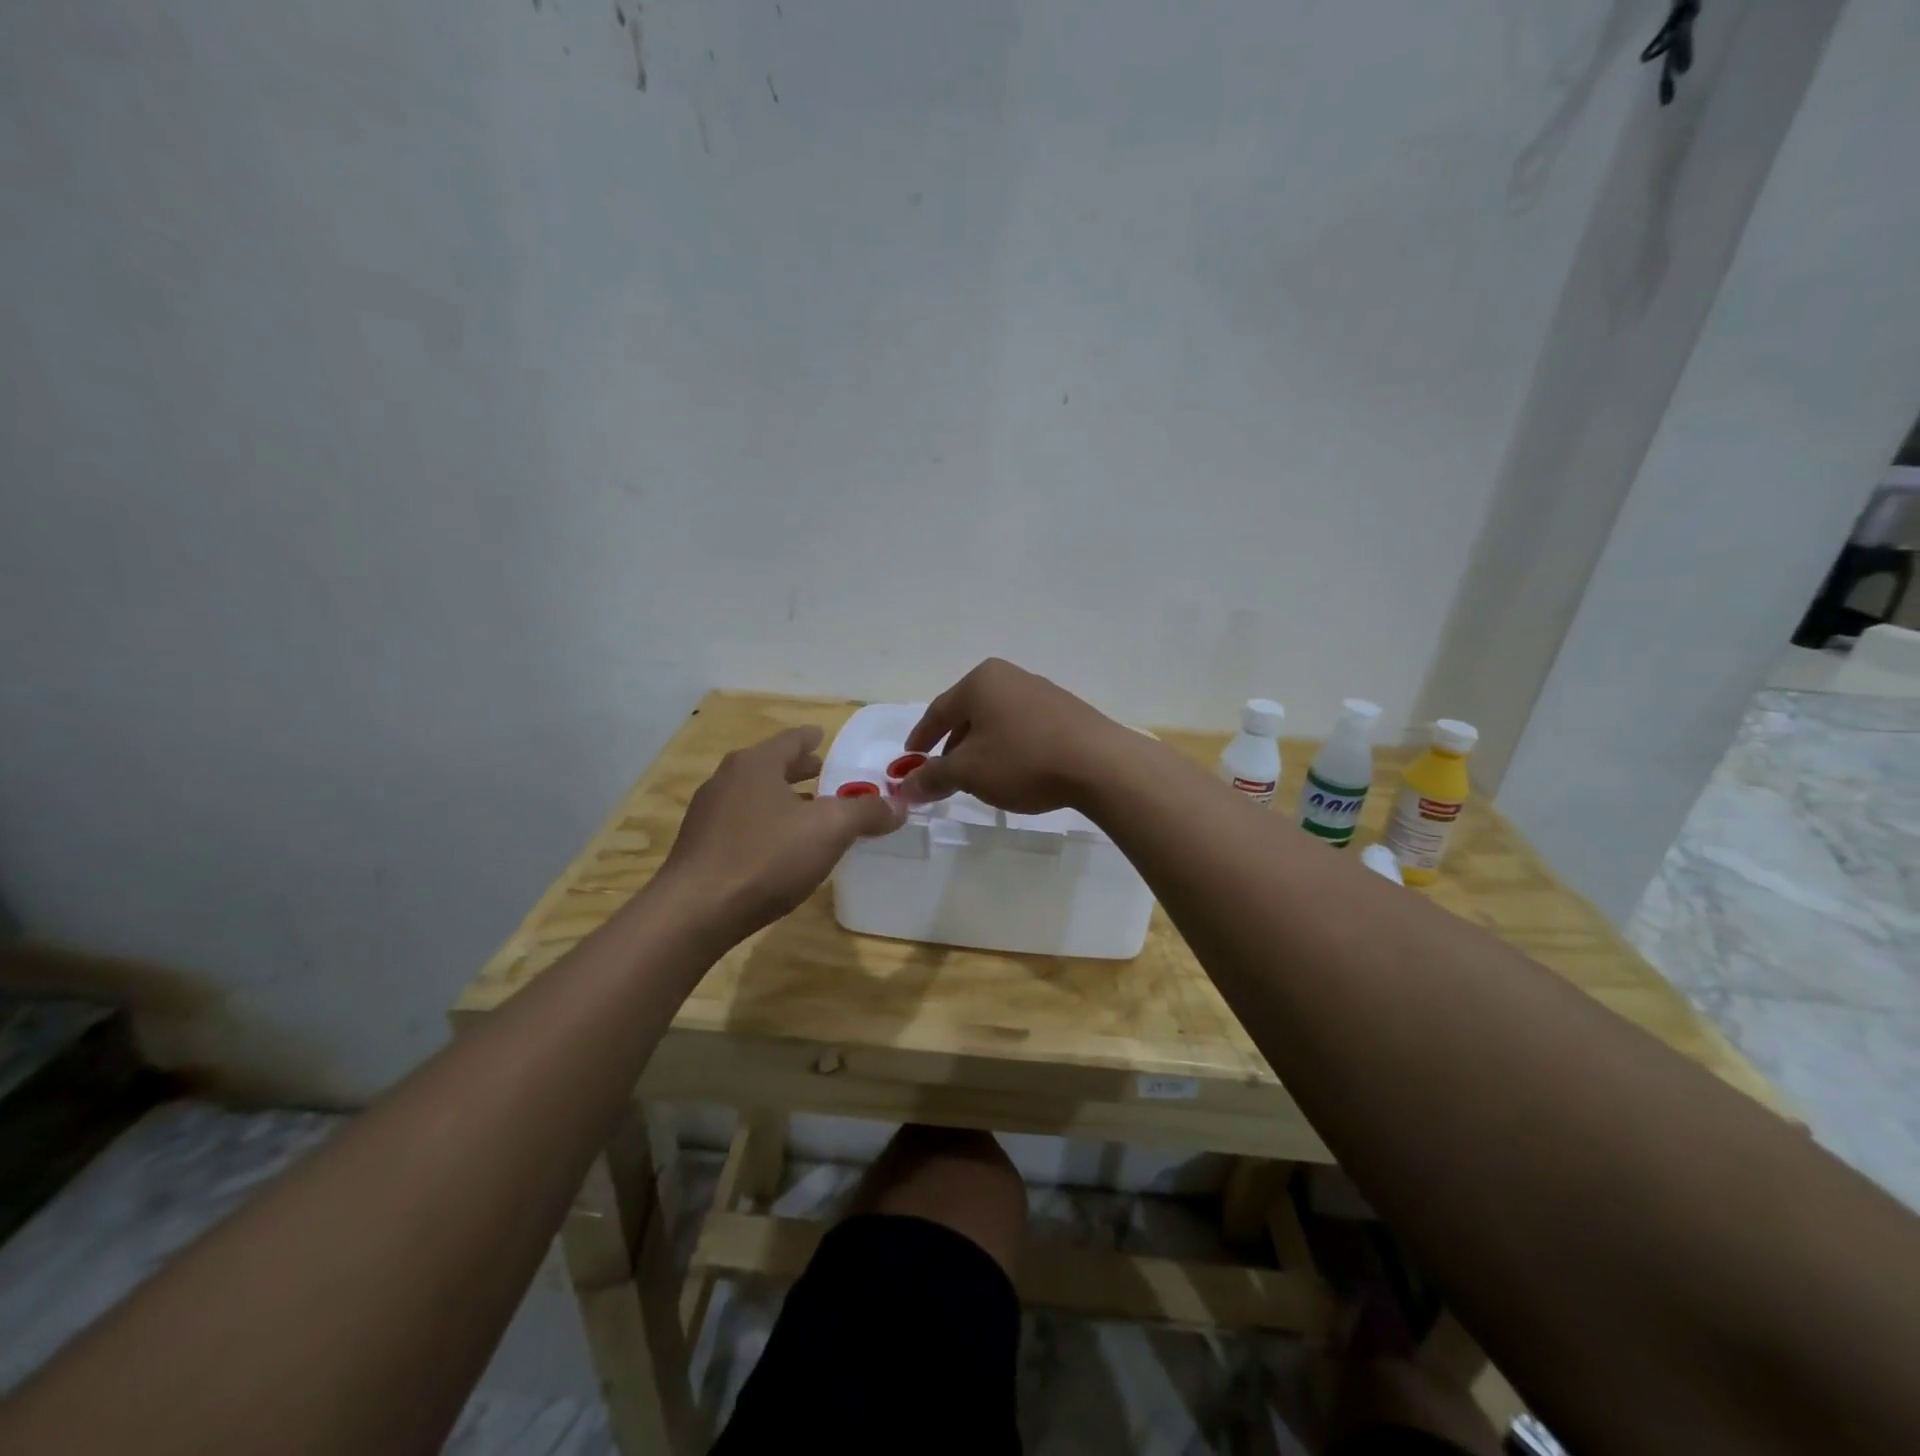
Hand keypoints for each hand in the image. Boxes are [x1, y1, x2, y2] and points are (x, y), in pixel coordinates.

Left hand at [660, 726, 903, 937]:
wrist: (695, 913)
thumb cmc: (766, 857)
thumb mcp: (829, 830)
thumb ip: (867, 812)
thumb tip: (899, 805)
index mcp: (756, 764)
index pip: (791, 740)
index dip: (813, 739)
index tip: (825, 738)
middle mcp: (727, 780)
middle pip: (771, 766)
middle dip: (799, 770)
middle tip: (825, 774)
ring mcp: (709, 815)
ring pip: (755, 796)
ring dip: (783, 800)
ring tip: (809, 812)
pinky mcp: (701, 848)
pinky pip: (743, 825)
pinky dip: (766, 825)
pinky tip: (781, 849)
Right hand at [899, 658, 1128, 813]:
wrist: (1100, 764)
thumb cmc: (1023, 760)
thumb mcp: (969, 773)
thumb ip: (933, 777)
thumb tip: (904, 788)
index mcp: (981, 681)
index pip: (939, 711)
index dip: (921, 738)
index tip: (910, 760)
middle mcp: (1010, 677)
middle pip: (969, 714)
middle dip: (953, 746)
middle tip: (943, 774)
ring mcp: (1042, 692)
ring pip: (998, 722)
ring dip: (982, 749)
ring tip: (979, 778)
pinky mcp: (1066, 712)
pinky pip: (1024, 728)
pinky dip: (1010, 748)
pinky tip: (1015, 772)